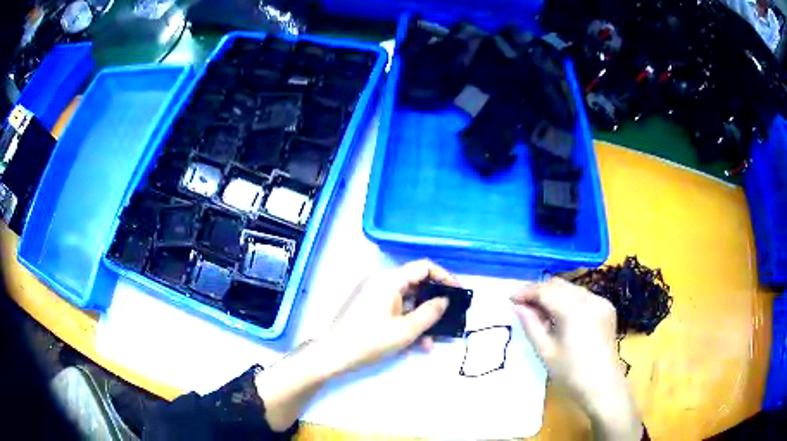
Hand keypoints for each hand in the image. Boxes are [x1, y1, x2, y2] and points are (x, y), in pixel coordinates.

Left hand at [320, 259, 457, 375]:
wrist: (332, 354)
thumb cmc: (370, 340)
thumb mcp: (405, 330)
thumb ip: (430, 313)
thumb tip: (444, 300)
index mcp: (389, 279)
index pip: (423, 267)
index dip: (445, 277)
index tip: (458, 292)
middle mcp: (380, 281)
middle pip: (415, 285)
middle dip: (433, 304)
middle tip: (449, 319)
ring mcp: (372, 294)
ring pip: (406, 301)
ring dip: (420, 319)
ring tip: (431, 341)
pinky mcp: (368, 306)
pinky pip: (394, 309)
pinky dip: (406, 322)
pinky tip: (415, 344)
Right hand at [511, 278, 641, 439]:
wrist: (603, 386)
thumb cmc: (571, 373)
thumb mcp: (546, 351)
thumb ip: (531, 325)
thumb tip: (517, 306)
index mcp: (575, 311)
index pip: (546, 290)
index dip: (526, 292)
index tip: (511, 299)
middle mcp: (591, 299)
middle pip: (559, 284)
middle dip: (539, 291)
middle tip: (522, 305)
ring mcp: (601, 302)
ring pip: (571, 288)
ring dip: (553, 295)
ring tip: (539, 312)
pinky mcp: (606, 308)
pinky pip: (582, 296)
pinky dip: (567, 300)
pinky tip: (560, 316)